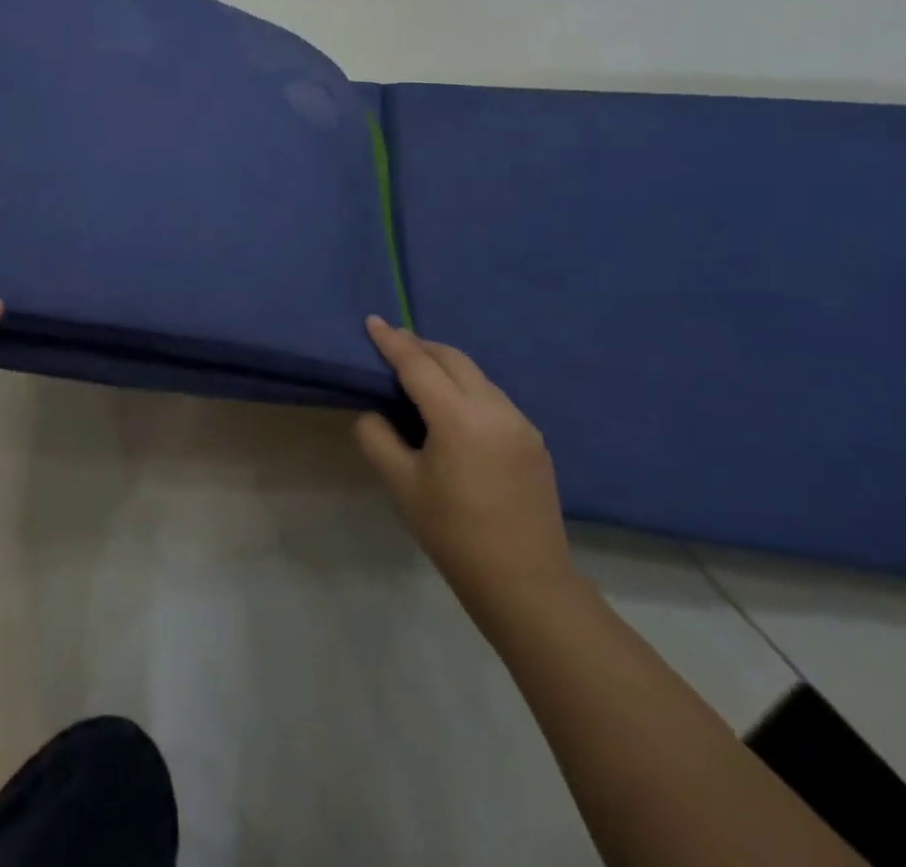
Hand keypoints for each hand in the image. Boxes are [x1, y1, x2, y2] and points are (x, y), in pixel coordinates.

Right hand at [355, 317, 575, 621]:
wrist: (526, 584)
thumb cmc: (454, 533)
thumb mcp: (401, 486)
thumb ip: (377, 438)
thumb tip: (374, 413)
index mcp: (459, 418)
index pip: (417, 364)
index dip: (391, 341)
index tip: (371, 320)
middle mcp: (495, 409)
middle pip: (452, 359)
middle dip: (420, 346)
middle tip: (391, 344)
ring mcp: (520, 423)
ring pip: (476, 375)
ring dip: (445, 365)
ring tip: (419, 372)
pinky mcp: (533, 440)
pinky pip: (492, 396)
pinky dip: (466, 387)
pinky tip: (452, 405)